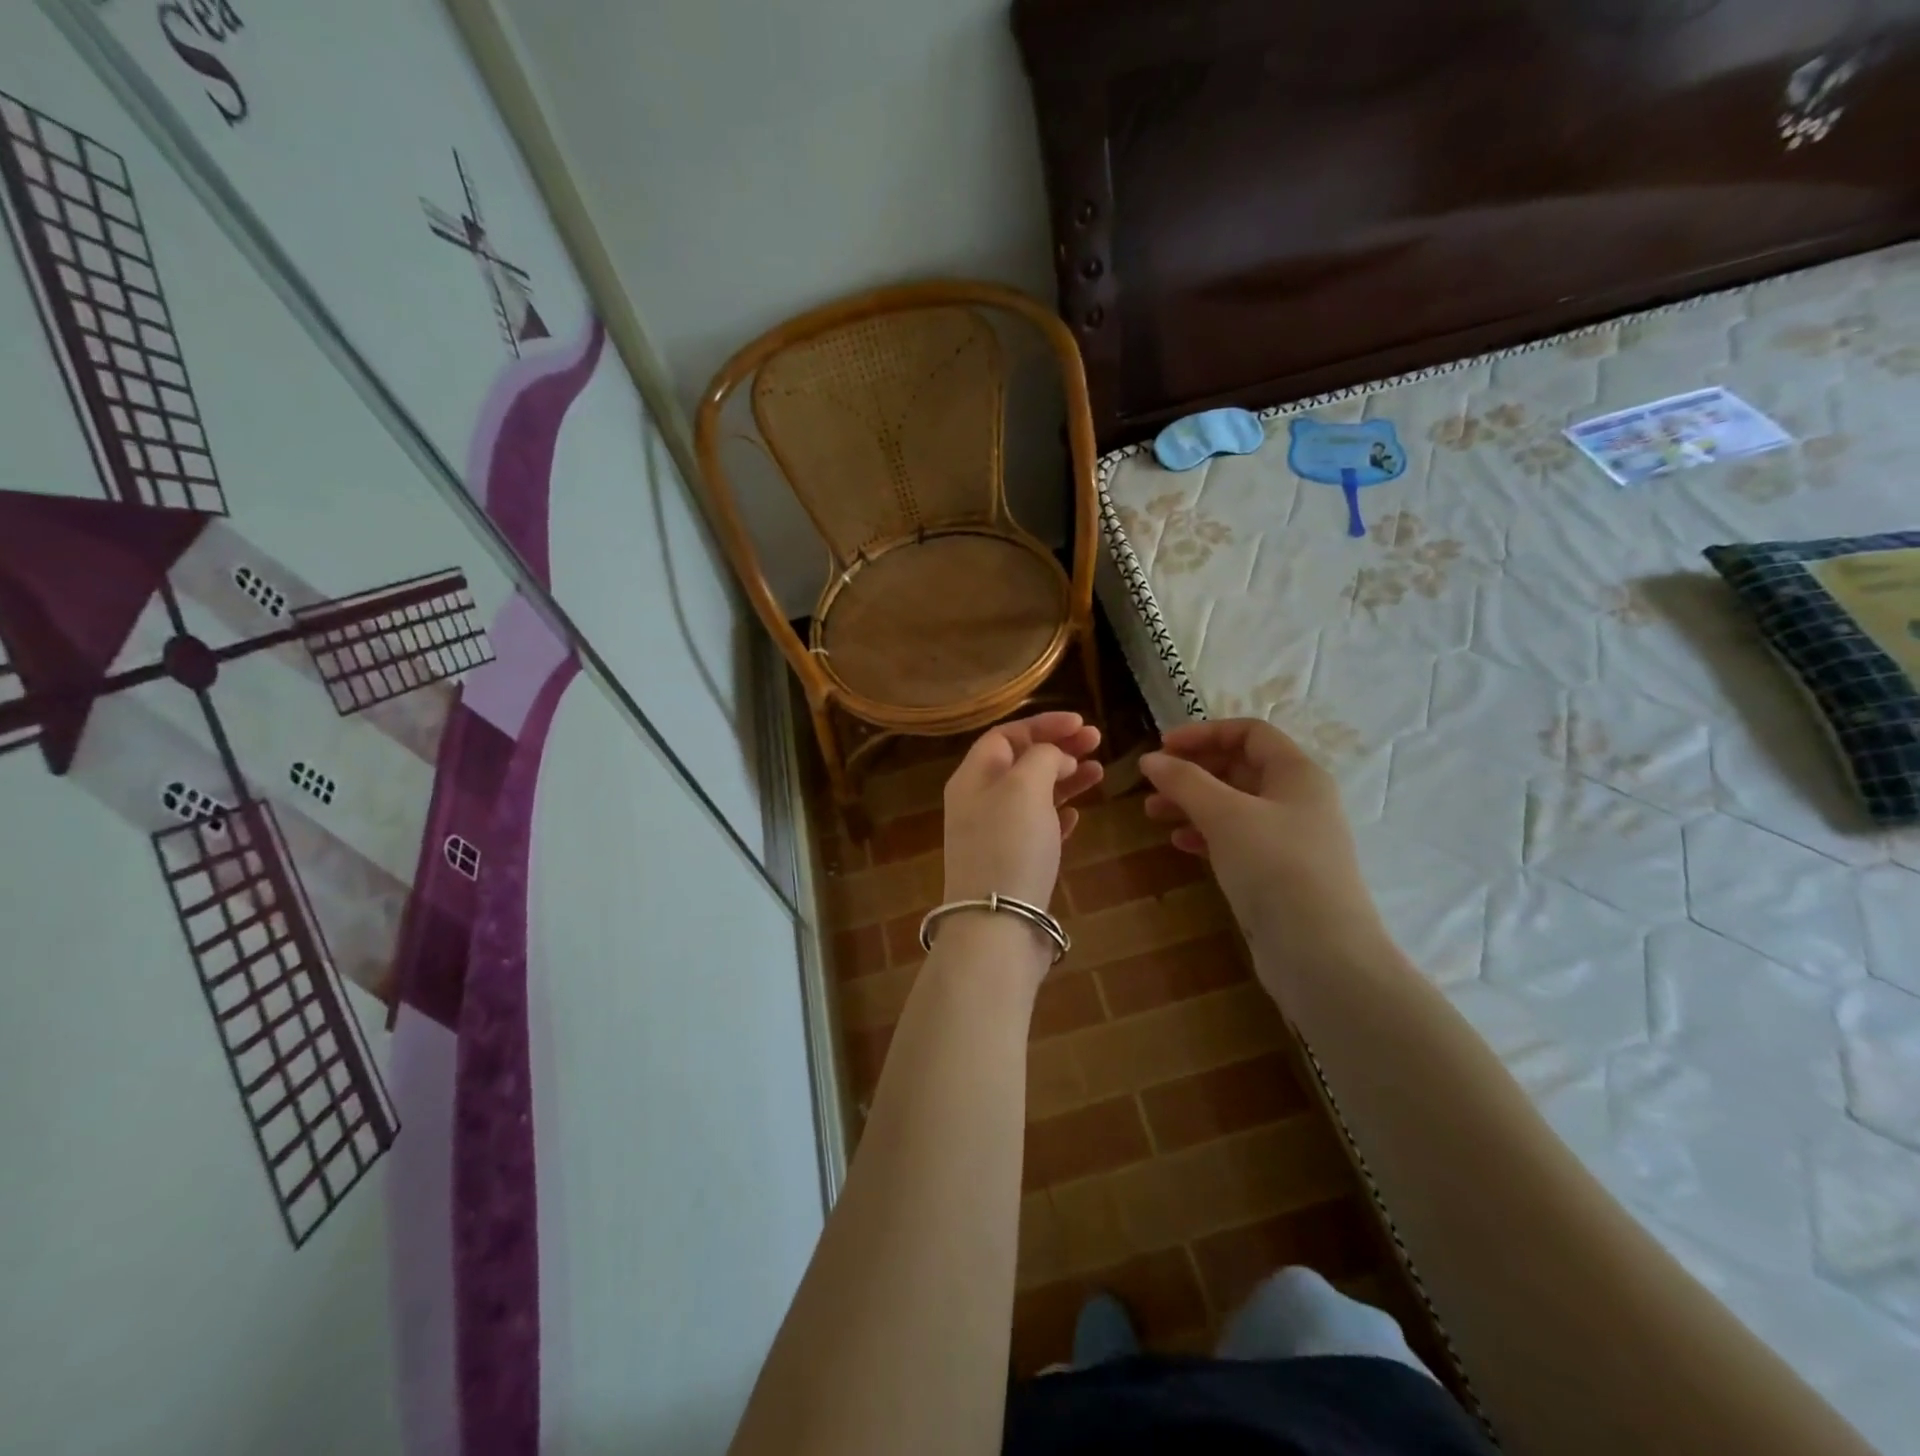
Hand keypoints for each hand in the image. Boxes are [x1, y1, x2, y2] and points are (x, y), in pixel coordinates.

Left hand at [941, 711, 1102, 909]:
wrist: (998, 923)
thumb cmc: (1010, 845)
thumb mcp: (1025, 787)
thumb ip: (1042, 758)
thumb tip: (1055, 756)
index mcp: (973, 776)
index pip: (1006, 735)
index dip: (1043, 724)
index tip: (1081, 722)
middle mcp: (978, 801)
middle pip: (1021, 762)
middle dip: (1058, 749)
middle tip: (1097, 742)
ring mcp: (994, 834)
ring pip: (1033, 794)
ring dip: (1065, 779)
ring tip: (1099, 773)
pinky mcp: (1012, 862)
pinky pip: (1036, 827)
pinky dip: (1057, 815)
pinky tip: (1077, 816)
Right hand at [1140, 719, 1386, 968]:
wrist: (1321, 954)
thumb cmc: (1275, 867)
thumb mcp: (1224, 815)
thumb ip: (1185, 781)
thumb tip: (1151, 759)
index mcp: (1297, 773)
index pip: (1249, 733)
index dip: (1204, 733)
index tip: (1162, 747)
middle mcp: (1298, 799)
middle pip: (1240, 767)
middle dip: (1192, 771)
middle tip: (1152, 783)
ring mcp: (1290, 838)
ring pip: (1234, 805)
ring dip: (1192, 803)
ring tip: (1152, 813)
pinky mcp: (1279, 873)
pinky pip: (1237, 839)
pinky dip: (1206, 834)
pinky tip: (1179, 843)